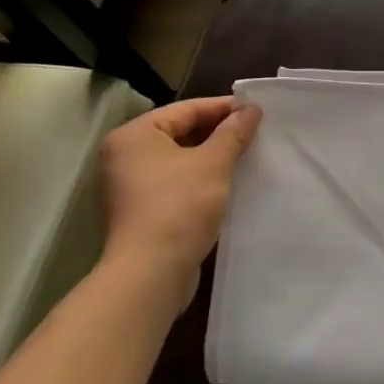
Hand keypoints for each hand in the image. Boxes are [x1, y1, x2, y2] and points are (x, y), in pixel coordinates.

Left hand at [98, 96, 260, 310]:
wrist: (151, 275)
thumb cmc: (179, 206)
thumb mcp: (214, 162)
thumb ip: (234, 132)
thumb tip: (251, 109)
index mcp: (135, 135)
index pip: (187, 109)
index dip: (224, 108)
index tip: (257, 111)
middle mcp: (126, 156)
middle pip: (181, 132)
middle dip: (219, 132)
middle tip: (255, 131)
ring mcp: (131, 185)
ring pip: (181, 158)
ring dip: (213, 156)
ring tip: (248, 154)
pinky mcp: (141, 210)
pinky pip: (177, 181)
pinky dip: (202, 177)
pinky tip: (230, 181)